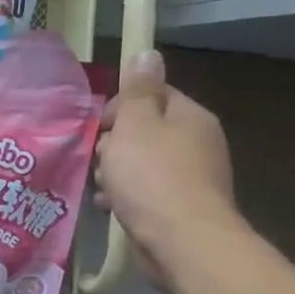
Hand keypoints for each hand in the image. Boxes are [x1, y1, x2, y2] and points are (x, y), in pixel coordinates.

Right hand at [94, 50, 240, 289]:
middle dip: (113, 144)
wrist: (181, 241)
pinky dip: (124, 195)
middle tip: (99, 159)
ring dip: (114, 172)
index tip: (98, 127)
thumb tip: (148, 53)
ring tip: (101, 186)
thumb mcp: (135, 125)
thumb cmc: (152, 177)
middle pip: (143, 131)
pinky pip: (144, 191)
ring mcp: (191, 177)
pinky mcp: (179, 206)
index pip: (151, 95)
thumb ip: (138, 90)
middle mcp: (196, 142)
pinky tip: (108, 206)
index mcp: (190, 116)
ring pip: (140, 163)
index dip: (119, 107)